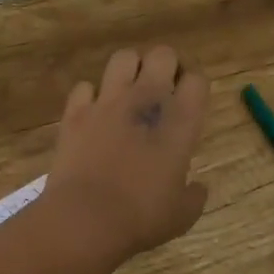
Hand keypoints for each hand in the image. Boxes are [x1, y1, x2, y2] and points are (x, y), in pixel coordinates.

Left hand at [46, 46, 209, 261]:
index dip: (195, 86)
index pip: (197, 80)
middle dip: (165, 65)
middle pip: (163, 55)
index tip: (189, 101)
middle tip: (162, 89)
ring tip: (128, 91)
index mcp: (179, 122)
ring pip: (123, 57)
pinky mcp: (75, 111)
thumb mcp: (182, 214)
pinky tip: (93, 112)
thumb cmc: (141, 217)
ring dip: (130, 69)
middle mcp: (146, 100)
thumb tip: (198, 187)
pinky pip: (85, 86)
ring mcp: (107, 102)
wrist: (85, 218)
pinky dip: (91, 96)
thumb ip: (194, 195)